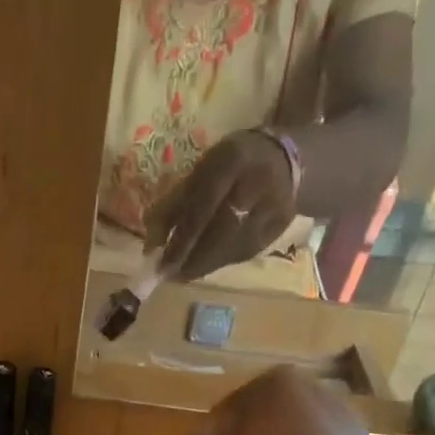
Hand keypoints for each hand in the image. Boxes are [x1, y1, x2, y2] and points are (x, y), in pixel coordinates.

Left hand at [148, 129, 298, 280]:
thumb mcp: (199, 172)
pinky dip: (221, 262)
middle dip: (192, 259)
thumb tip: (150, 248)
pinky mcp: (281, 225)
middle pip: (220, 233)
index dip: (181, 241)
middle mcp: (258, 182)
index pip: (203, 208)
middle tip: (171, 276)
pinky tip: (207, 265)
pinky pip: (245, 251)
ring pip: (233, 247)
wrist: (284, 158)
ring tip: (184, 274)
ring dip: (205, 266)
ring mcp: (275, 205)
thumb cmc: (229, 165)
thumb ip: (172, 206)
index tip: (162, 265)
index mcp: (233, 160)